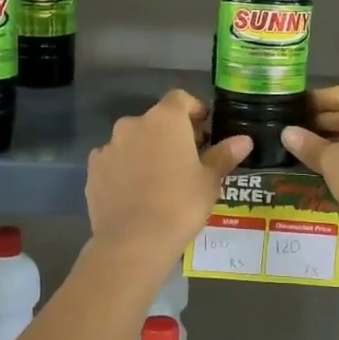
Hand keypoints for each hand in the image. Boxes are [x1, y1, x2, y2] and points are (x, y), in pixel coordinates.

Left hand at [86, 88, 250, 259]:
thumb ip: (223, 155)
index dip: (194, 110)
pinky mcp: (93, 170)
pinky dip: (125, 169)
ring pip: (133, 141)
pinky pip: (114, 161)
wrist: (133, 241)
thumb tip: (244, 140)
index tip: (204, 130)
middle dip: (171, 134)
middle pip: (156, 120)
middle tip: (187, 160)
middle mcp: (133, 124)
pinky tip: (135, 193)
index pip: (180, 98)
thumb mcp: (209, 181)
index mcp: (166, 119)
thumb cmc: (181, 204)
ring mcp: (109, 146)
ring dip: (146, 151)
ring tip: (159, 180)